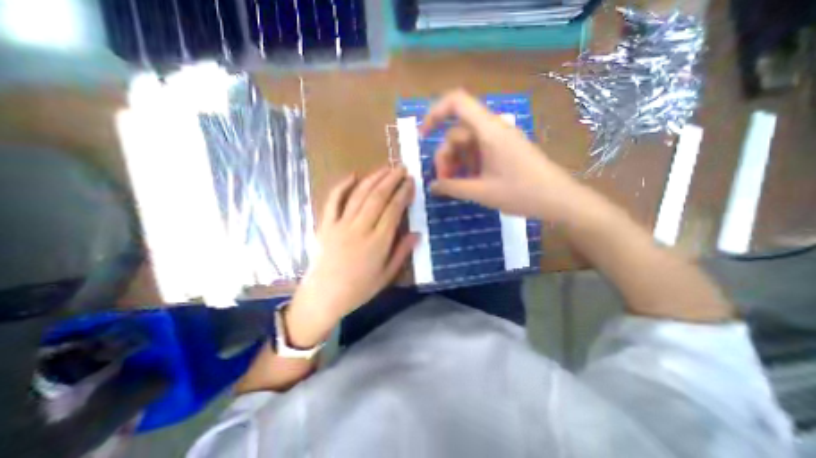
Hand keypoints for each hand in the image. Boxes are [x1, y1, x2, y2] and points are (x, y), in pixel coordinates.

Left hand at [284, 168, 414, 345]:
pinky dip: (342, 186)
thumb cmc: (359, 289)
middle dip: (391, 180)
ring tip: (385, 168)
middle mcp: (360, 229)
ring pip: (359, 195)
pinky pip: (333, 201)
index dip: (403, 193)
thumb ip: (401, 253)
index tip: (411, 182)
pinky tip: (353, 175)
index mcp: (378, 242)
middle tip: (401, 168)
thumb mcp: (386, 276)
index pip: (393, 210)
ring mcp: (340, 224)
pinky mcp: (326, 225)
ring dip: (373, 178)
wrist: (324, 296)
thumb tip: (417, 234)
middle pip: (378, 197)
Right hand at [420, 90, 586, 220]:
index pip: (456, 102)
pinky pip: (477, 151)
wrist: (558, 199)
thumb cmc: (521, 193)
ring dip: (456, 163)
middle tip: (444, 182)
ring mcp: (499, 139)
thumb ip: (452, 187)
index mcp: (489, 131)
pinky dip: (468, 164)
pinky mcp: (503, 149)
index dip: (434, 113)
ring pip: (466, 143)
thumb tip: (432, 186)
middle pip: (456, 132)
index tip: (423, 136)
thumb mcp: (481, 192)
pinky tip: (469, 182)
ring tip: (456, 185)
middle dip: (445, 156)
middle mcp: (493, 129)